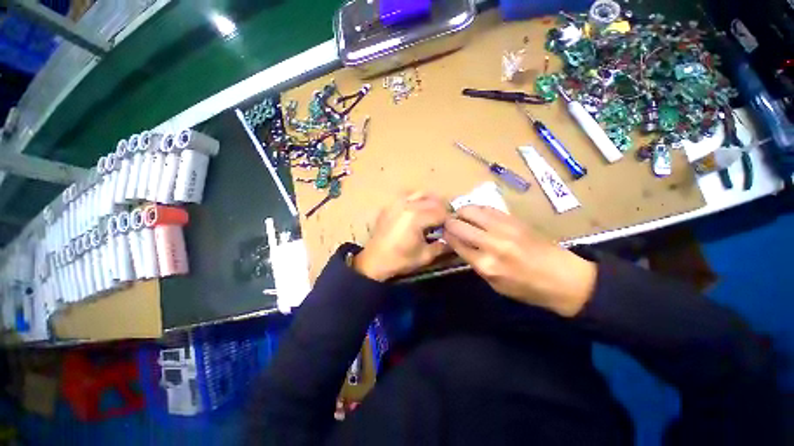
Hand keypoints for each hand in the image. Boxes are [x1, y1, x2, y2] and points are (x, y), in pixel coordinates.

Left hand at [354, 192, 449, 280]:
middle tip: (443, 222)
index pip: (441, 212)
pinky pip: (407, 196)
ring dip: (430, 202)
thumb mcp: (425, 256)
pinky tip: (416, 212)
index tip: (451, 228)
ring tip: (431, 214)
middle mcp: (407, 204)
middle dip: (442, 210)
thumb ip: (442, 246)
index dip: (449, 220)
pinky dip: (416, 200)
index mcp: (416, 217)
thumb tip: (453, 239)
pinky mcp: (389, 205)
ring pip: (420, 193)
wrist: (374, 261)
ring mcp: (396, 203)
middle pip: (433, 200)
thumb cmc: (400, 260)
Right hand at [443, 206, 596, 316]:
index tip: (442, 233)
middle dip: (449, 222)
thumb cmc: (527, 288)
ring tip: (461, 217)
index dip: (446, 235)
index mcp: (486, 264)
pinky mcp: (514, 219)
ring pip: (471, 210)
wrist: (564, 277)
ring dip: (461, 212)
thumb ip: (474, 263)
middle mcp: (492, 243)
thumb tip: (459, 244)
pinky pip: (487, 208)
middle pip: (459, 224)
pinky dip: (477, 209)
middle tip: (448, 224)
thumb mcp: (494, 284)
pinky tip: (476, 215)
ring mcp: (504, 228)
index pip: (455, 242)